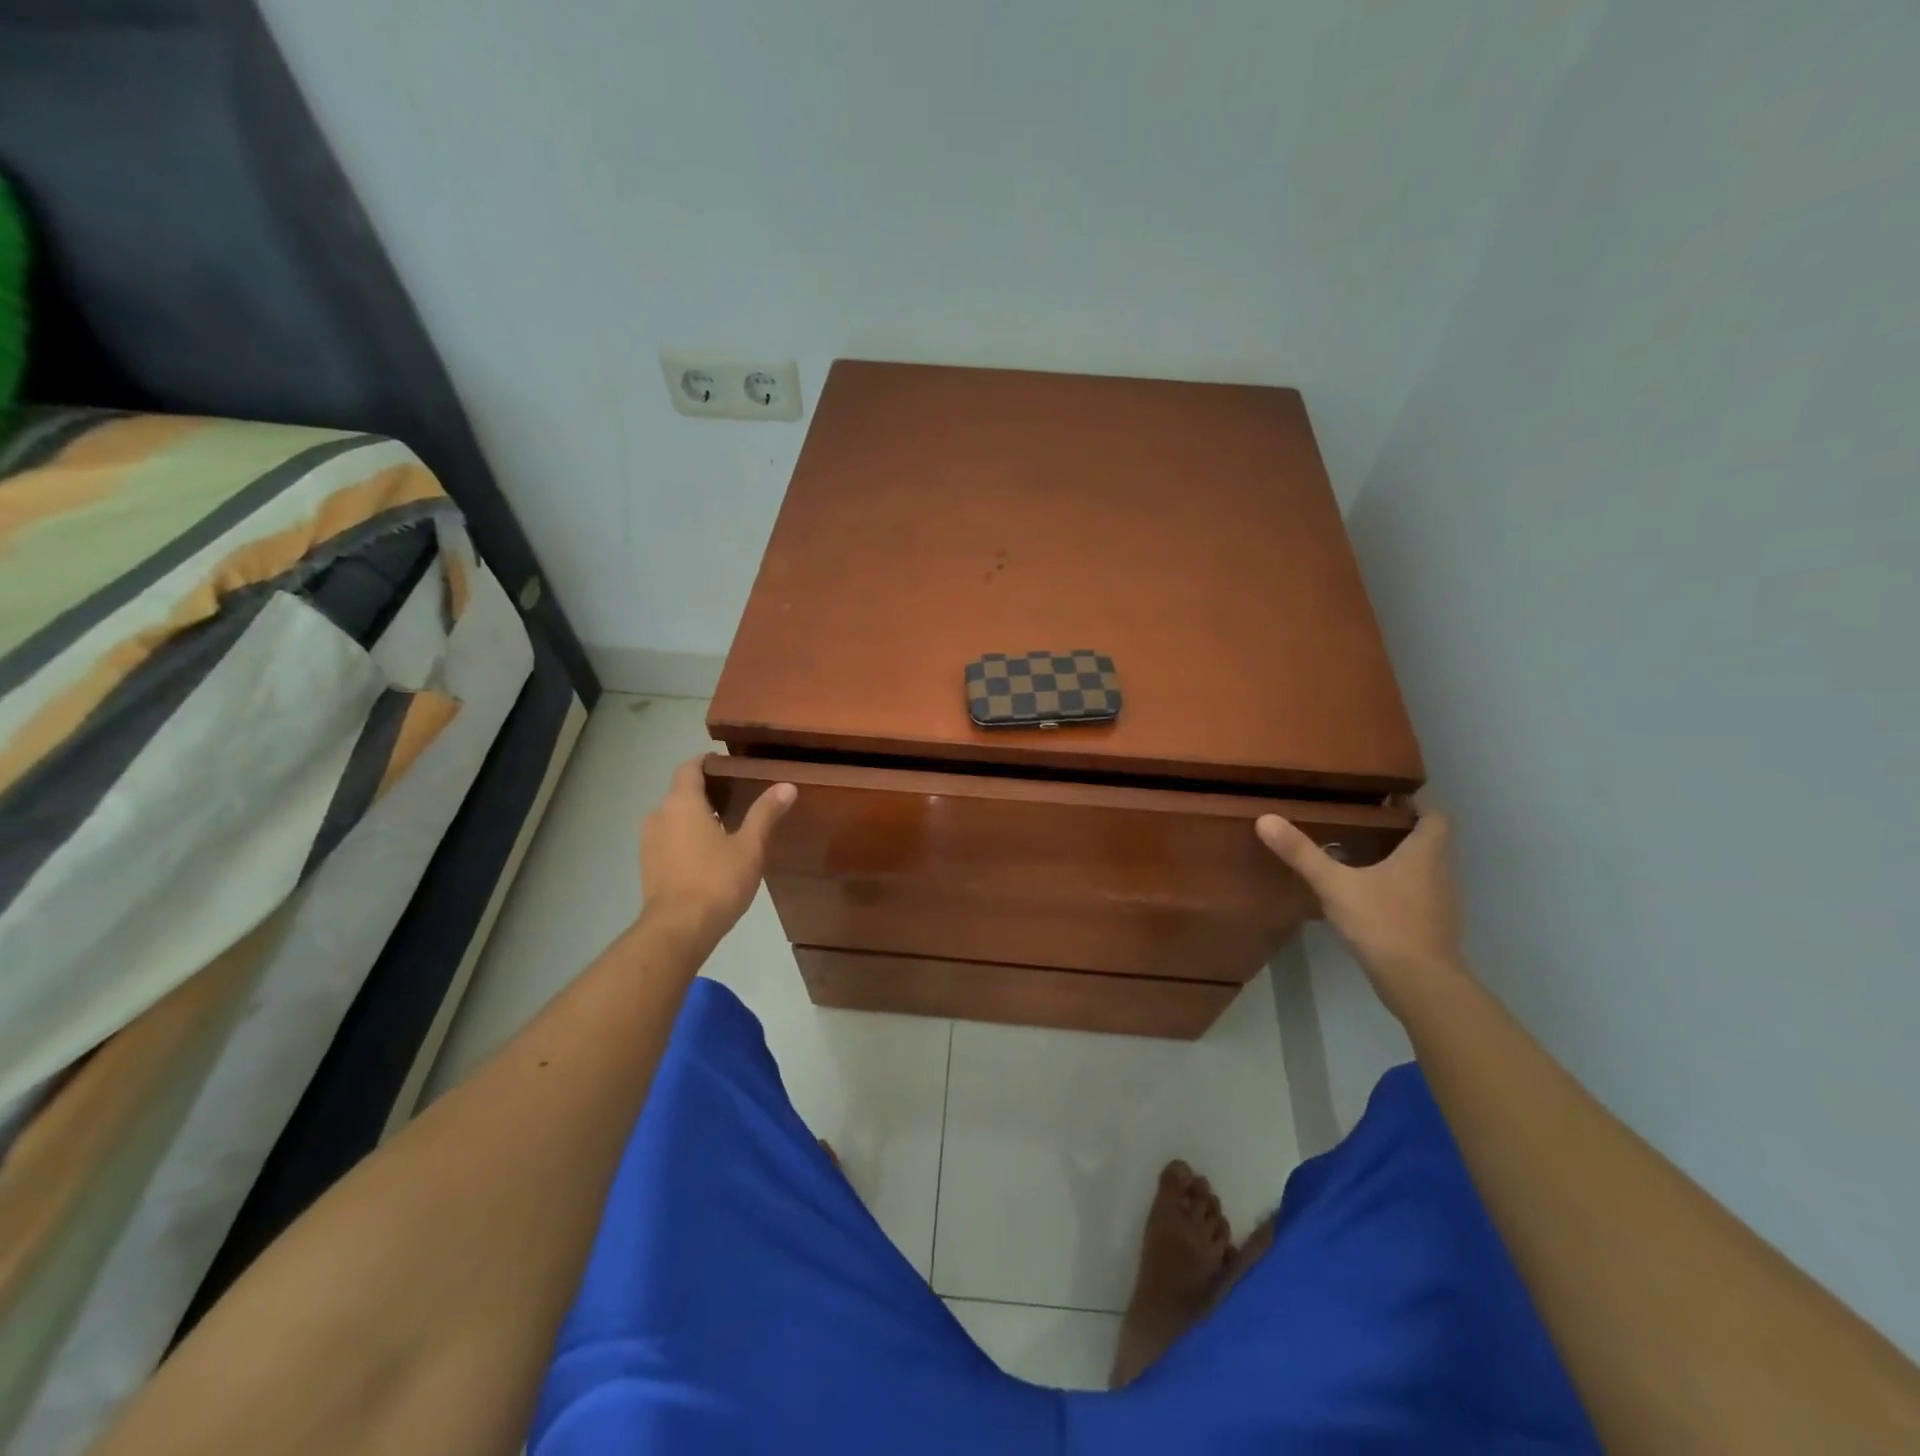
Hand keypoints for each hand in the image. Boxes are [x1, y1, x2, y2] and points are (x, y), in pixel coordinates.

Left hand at [639, 759, 795, 952]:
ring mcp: (649, 842)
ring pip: (674, 817)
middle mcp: (659, 815)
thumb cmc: (716, 881)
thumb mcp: (750, 846)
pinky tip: (709, 853)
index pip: (690, 767)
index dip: (708, 763)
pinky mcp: (648, 866)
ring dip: (696, 817)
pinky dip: (686, 838)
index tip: (731, 766)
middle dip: (707, 792)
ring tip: (727, 826)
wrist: (677, 930)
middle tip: (739, 797)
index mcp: (682, 803)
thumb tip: (786, 786)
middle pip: (682, 792)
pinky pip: (669, 839)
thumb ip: (765, 813)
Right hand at [1255, 804, 1464, 1009]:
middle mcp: (1442, 872)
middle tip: (1362, 823)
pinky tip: (1369, 894)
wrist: (1419, 982)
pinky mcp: (1434, 926)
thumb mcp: (1334, 884)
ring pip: (1426, 869)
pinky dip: (1401, 886)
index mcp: (1426, 853)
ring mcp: (1442, 902)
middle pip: (1431, 841)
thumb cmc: (1383, 922)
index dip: (1415, 805)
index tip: (1386, 800)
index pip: (1435, 816)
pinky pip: (1420, 894)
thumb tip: (1265, 819)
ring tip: (1362, 854)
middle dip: (1401, 830)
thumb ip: (1301, 853)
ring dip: (1402, 859)